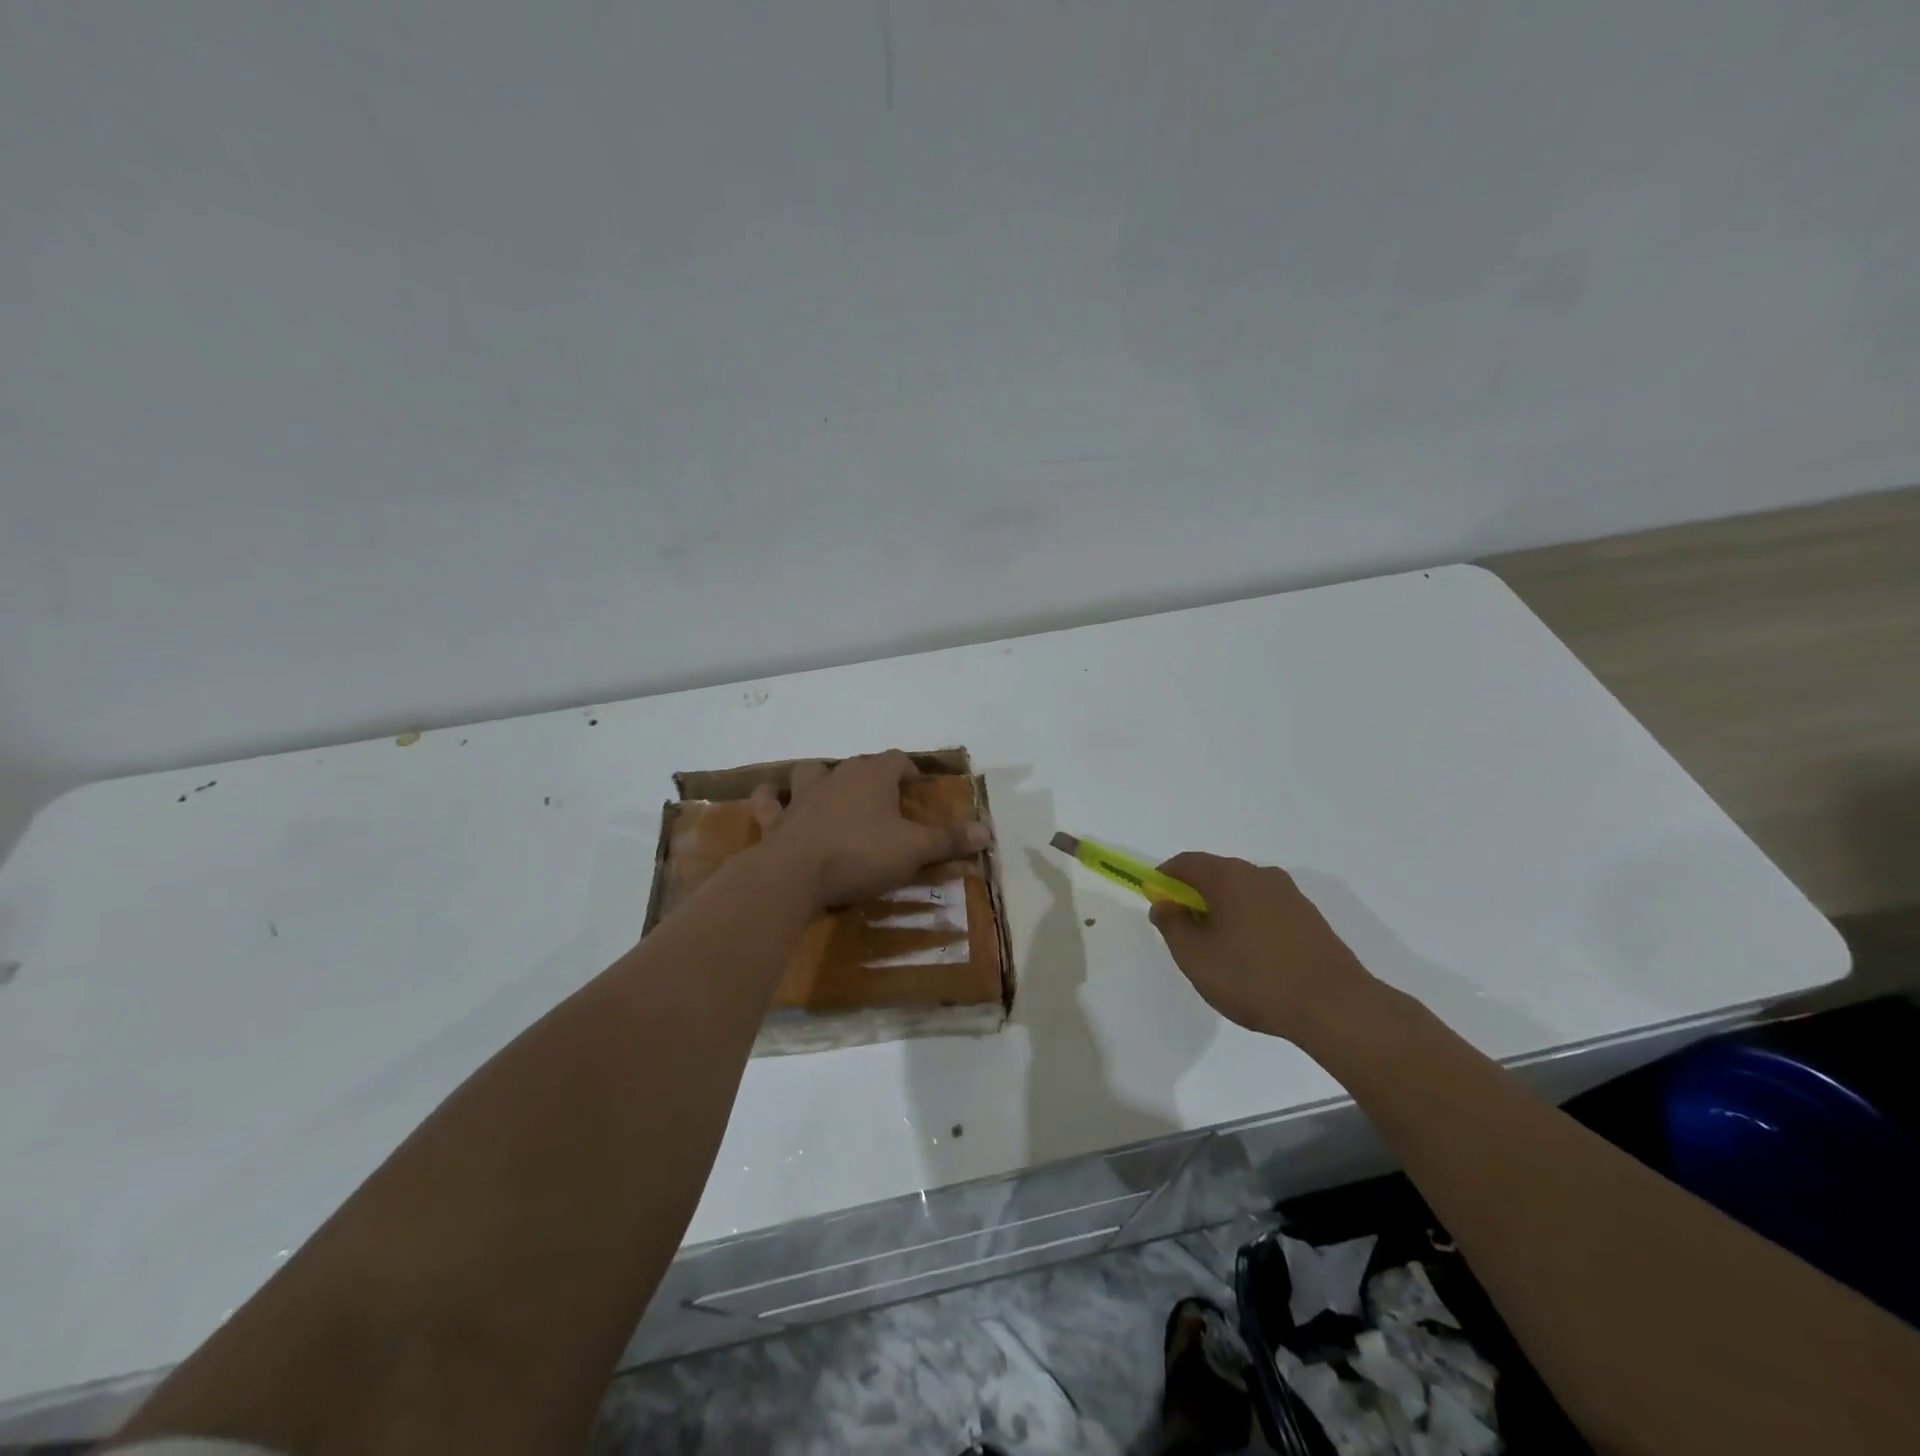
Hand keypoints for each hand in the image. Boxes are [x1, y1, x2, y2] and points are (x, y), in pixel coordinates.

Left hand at [748, 751, 991, 910]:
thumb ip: (949, 840)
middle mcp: (837, 776)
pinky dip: (771, 799)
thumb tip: (988, 830)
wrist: (795, 875)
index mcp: (872, 777)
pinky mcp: (775, 818)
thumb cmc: (860, 855)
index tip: (917, 788)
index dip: (909, 770)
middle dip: (872, 776)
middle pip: (858, 764)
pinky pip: (768, 799)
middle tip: (884, 800)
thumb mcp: (914, 850)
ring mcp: (802, 795)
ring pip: (810, 771)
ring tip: (829, 793)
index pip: (896, 759)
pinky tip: (774, 802)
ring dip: (820, 778)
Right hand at [1149, 853, 1374, 1041]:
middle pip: (1215, 874)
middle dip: (1194, 896)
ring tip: (1219, 951)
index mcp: (1228, 877)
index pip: (1185, 862)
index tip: (1156, 902)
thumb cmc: (1253, 978)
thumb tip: (1164, 904)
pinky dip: (1249, 922)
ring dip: (1224, 911)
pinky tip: (1252, 959)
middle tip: (1185, 932)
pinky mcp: (1309, 917)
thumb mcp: (1195, 957)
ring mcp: (1289, 894)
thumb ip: (1172, 925)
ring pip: (1243, 892)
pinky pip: (1266, 909)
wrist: (1334, 1006)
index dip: (1164, 878)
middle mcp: (1259, 874)